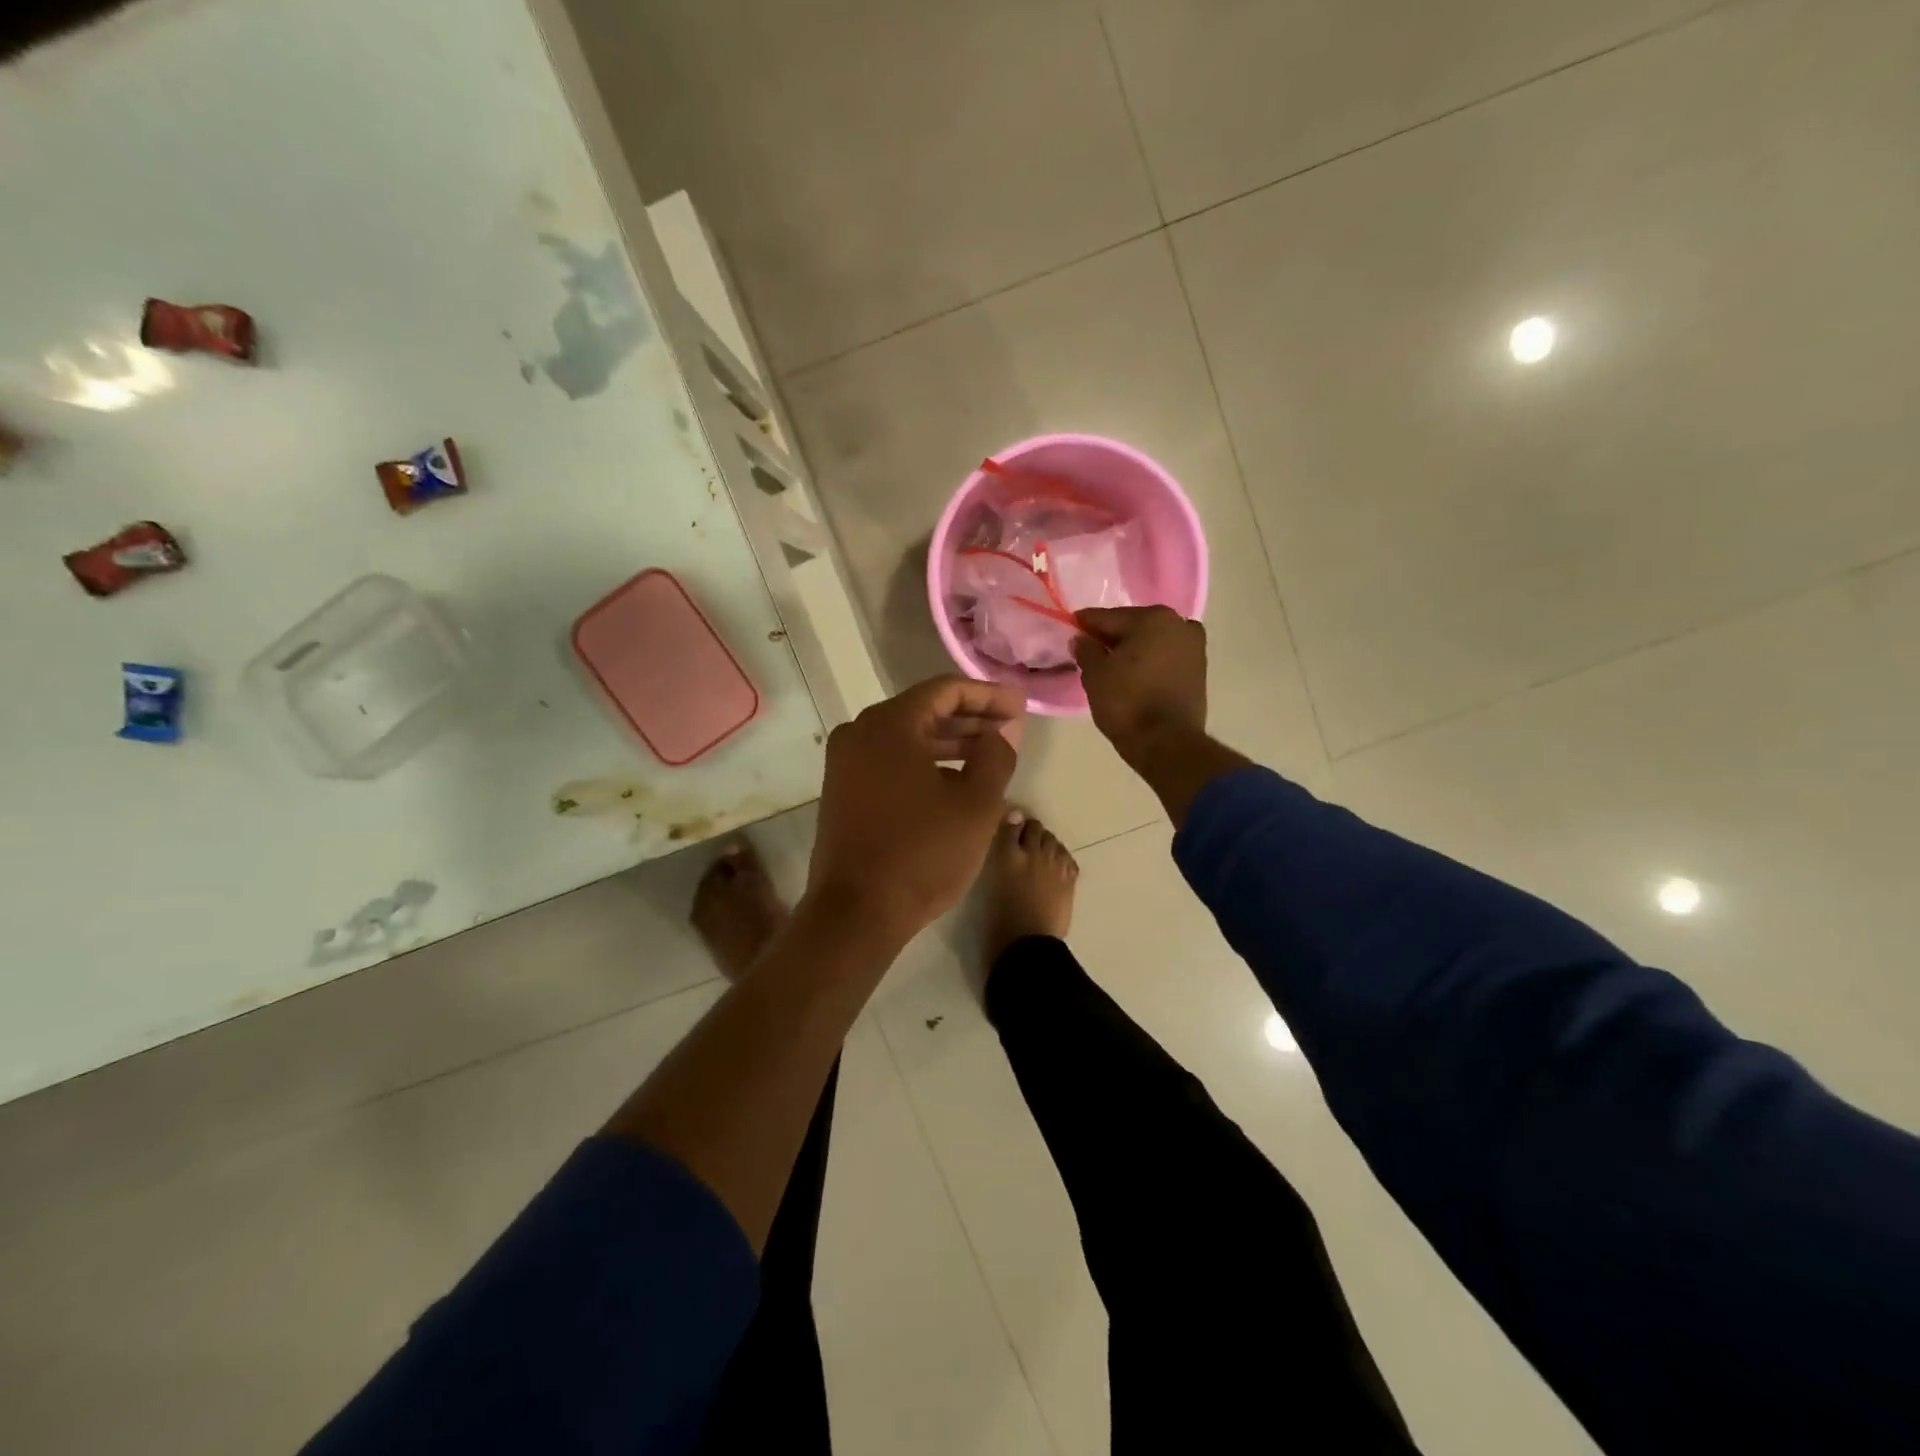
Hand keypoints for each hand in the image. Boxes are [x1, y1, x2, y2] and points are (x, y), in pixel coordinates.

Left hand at [807, 676, 1024, 941]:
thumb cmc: (922, 853)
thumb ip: (996, 756)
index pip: (946, 690)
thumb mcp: (977, 804)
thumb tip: (998, 734)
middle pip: (924, 710)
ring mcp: (845, 763)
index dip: (988, 695)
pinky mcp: (842, 790)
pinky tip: (955, 778)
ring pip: (907, 737)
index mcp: (889, 724)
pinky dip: (925, 762)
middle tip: (1011, 728)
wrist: (857, 912)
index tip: (1019, 706)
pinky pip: (890, 760)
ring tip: (990, 753)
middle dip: (971, 718)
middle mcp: (859, 732)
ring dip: (950, 742)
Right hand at [1072, 606, 1207, 762]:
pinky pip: (1165, 658)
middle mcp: (1178, 624)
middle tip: (1090, 650)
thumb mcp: (1095, 674)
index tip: (1071, 628)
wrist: (1166, 742)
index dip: (1086, 624)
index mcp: (1152, 618)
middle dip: (1112, 637)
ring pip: (1153, 642)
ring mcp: (1194, 647)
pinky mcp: (1199, 671)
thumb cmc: (1126, 702)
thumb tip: (1081, 639)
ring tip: (1112, 666)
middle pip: (1134, 626)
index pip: (1108, 617)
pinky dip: (1150, 662)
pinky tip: (1134, 675)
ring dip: (1134, 649)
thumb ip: (1086, 650)